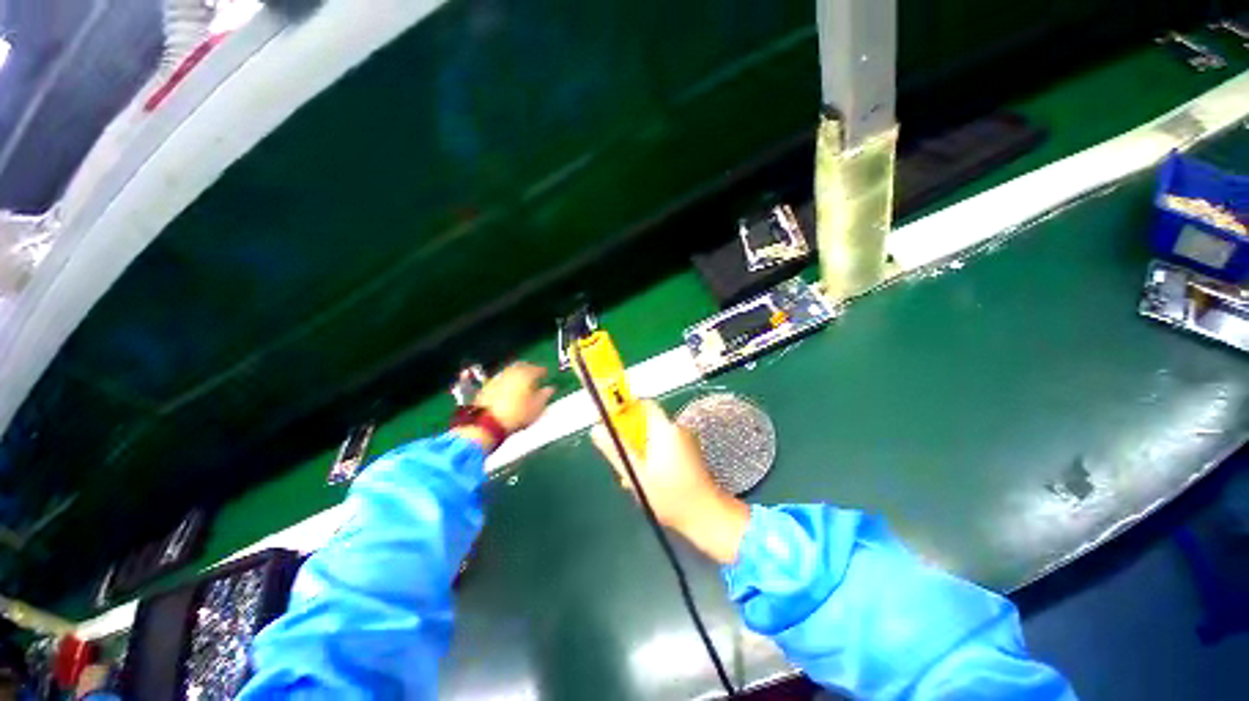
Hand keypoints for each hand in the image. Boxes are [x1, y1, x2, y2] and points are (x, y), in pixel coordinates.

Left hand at [456, 362, 554, 452]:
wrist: (486, 423)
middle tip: (534, 374)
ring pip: (510, 371)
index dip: (543, 371)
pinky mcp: (486, 386)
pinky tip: (508, 388)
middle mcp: (511, 372)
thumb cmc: (517, 415)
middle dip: (529, 368)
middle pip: (522, 366)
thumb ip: (545, 395)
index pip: (537, 369)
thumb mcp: (536, 407)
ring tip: (522, 382)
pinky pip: (500, 379)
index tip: (546, 374)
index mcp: (526, 374)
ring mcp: (497, 378)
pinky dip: (507, 381)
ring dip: (517, 374)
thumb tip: (550, 388)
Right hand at [591, 401, 749, 563]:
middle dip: (629, 438)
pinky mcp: (688, 453)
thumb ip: (616, 450)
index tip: (610, 422)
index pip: (643, 405)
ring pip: (652, 437)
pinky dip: (651, 457)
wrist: (706, 517)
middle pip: (645, 423)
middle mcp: (676, 430)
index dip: (624, 409)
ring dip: (639, 451)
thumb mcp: (637, 475)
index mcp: (665, 429)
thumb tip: (596, 429)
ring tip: (631, 476)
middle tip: (620, 459)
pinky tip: (646, 479)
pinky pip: (662, 446)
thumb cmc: (670, 497)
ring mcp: (684, 441)